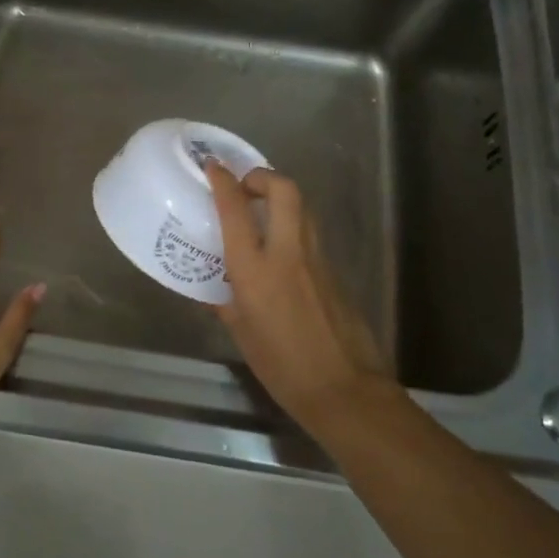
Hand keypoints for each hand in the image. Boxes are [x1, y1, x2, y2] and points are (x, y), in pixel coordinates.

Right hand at [205, 163, 385, 431]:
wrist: (344, 390)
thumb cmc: (282, 368)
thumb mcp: (242, 334)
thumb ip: (226, 302)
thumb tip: (215, 290)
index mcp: (255, 270)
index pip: (236, 210)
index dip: (224, 181)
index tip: (214, 167)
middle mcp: (288, 254)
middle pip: (284, 190)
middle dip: (263, 176)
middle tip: (246, 187)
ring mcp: (317, 260)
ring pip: (303, 208)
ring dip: (281, 198)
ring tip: (262, 213)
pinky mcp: (336, 271)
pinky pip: (311, 235)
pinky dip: (294, 227)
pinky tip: (281, 252)